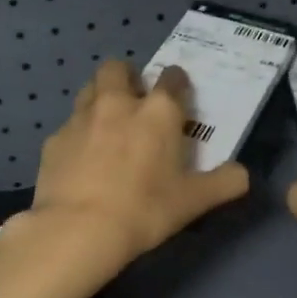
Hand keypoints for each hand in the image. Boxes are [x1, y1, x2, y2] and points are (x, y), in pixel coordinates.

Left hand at [24, 59, 250, 267]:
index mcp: (158, 112)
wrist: (79, 229)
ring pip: (89, 89)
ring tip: (107, 123)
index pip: (172, 79)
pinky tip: (81, 158)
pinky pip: (69, 125)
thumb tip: (242, 174)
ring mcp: (81, 118)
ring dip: (100, 97)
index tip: (178, 96)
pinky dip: (78, 134)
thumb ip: (224, 183)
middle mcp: (118, 103)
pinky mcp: (54, 140)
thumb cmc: (145, 210)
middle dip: (128, 76)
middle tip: (135, 100)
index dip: (177, 83)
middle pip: (118, 68)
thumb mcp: (194, 201)